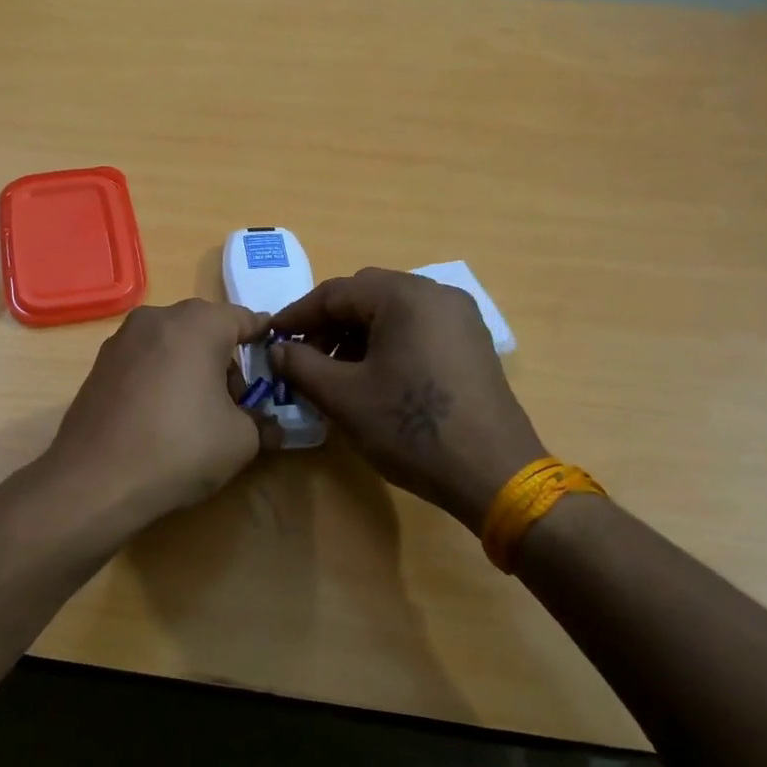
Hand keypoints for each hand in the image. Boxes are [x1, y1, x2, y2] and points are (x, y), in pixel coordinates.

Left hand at [45, 299, 279, 537]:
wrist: (94, 478)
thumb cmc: (179, 448)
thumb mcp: (240, 440)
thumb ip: (261, 421)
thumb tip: (268, 424)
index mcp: (197, 323)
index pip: (243, 318)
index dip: (263, 339)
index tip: (275, 359)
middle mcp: (157, 318)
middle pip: (205, 328)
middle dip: (225, 358)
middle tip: (236, 401)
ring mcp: (122, 338)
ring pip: (172, 342)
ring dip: (191, 366)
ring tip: (197, 412)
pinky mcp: (100, 363)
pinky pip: (145, 359)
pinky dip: (161, 375)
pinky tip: (161, 415)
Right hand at [269, 268, 545, 531]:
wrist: (495, 474)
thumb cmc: (412, 428)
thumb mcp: (343, 397)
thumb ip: (301, 365)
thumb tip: (277, 350)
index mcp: (405, 296)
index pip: (335, 292)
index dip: (297, 316)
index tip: (271, 338)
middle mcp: (436, 294)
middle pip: (365, 296)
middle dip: (327, 324)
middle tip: (302, 356)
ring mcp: (460, 318)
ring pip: (391, 312)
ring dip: (355, 334)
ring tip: (333, 371)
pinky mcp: (471, 343)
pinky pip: (416, 328)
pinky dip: (385, 343)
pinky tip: (371, 377)